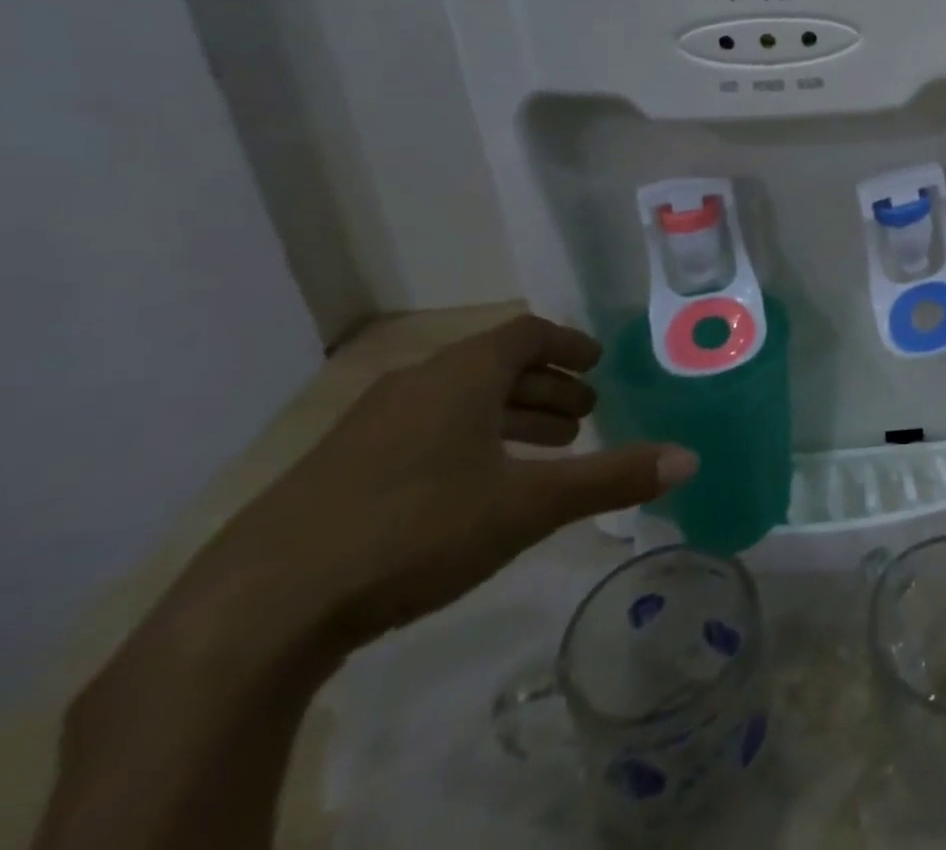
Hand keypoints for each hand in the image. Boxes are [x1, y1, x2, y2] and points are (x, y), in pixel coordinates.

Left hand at [175, 315, 697, 654]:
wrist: (255, 612)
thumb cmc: (415, 530)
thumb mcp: (528, 505)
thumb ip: (612, 478)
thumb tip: (690, 458)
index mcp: (461, 374)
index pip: (526, 333)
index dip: (568, 344)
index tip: (598, 362)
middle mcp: (415, 384)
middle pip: (494, 365)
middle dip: (546, 386)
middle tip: (583, 416)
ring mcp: (367, 426)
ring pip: (457, 401)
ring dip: (508, 417)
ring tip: (542, 452)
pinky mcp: (336, 470)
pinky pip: (423, 431)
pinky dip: (466, 441)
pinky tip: (475, 489)